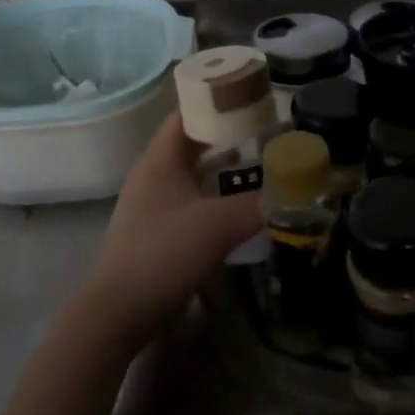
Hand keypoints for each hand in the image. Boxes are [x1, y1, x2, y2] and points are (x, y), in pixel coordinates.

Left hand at [78, 113, 263, 355]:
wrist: (120, 312)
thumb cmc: (164, 253)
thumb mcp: (220, 224)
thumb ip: (260, 204)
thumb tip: (295, 192)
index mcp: (159, 160)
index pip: (188, 114)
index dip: (218, 104)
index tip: (253, 102)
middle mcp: (153, 175)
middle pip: (193, 144)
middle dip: (230, 138)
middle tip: (268, 135)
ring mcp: (152, 205)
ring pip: (194, 175)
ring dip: (225, 170)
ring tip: (262, 167)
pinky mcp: (157, 231)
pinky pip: (192, 201)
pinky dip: (216, 197)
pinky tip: (241, 208)